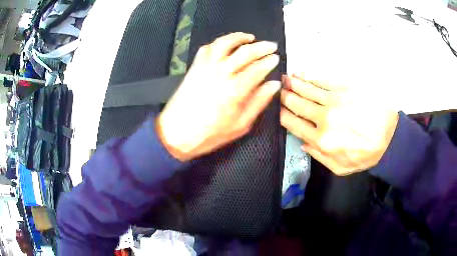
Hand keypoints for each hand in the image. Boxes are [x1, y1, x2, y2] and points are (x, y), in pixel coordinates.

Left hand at [157, 32, 280, 160]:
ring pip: (225, 43)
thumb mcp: (240, 124)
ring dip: (239, 37)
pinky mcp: (195, 66)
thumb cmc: (210, 133)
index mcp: (236, 89)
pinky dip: (219, 43)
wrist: (176, 133)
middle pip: (245, 52)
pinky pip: (208, 48)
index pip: (258, 68)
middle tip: (272, 46)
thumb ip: (259, 102)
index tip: (276, 58)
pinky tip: (226, 44)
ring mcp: (206, 66)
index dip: (270, 61)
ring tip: (250, 38)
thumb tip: (274, 85)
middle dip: (262, 47)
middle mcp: (222, 72)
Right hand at [280, 73, 398, 175]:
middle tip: (278, 90)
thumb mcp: (341, 168)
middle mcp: (324, 118)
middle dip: (284, 96)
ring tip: (285, 79)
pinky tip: (301, 73)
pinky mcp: (345, 87)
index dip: (282, 115)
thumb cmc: (366, 154)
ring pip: (306, 89)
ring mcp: (335, 100)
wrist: (390, 136)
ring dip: (293, 83)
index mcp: (321, 140)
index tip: (278, 109)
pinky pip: (322, 79)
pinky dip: (308, 76)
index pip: (292, 123)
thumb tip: (303, 143)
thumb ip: (319, 157)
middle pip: (297, 103)